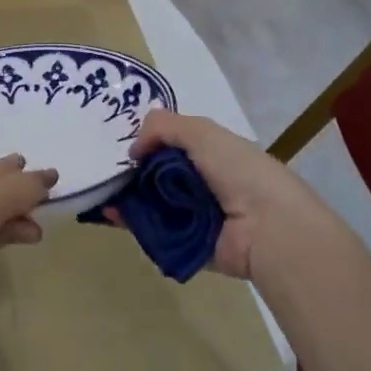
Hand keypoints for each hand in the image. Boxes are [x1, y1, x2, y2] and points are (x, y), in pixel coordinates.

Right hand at [120, 110, 329, 280]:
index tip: (123, 145)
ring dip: (126, 196)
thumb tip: (134, 149)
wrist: (268, 228)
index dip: (147, 142)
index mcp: (212, 153)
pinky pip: (151, 231)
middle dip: (132, 171)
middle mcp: (202, 183)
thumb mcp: (201, 132)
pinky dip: (131, 223)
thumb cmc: (239, 171)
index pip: (171, 144)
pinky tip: (110, 213)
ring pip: (150, 202)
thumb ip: (162, 126)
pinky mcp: (185, 244)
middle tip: (105, 169)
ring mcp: (193, 215)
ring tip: (102, 191)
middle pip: (157, 174)